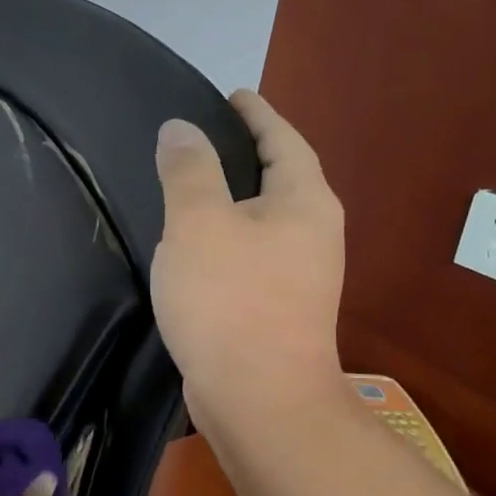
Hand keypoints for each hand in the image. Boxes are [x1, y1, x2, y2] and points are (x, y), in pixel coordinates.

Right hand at [150, 89, 348, 429]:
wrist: (259, 399)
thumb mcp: (198, 224)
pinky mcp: (280, 309)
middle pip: (279, 178)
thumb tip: (181, 128)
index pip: (282, 139)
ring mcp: (302, 276)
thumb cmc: (230, 301)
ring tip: (191, 191)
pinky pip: (252, 256)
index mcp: (304, 201)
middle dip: (246, 156)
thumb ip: (189, 170)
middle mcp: (314, 232)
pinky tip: (196, 250)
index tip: (231, 95)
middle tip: (200, 142)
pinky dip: (227, 241)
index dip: (256, 113)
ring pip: (264, 221)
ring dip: (234, 202)